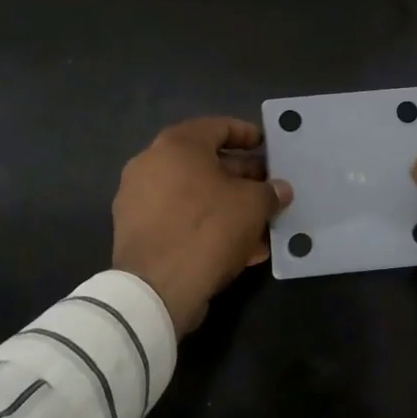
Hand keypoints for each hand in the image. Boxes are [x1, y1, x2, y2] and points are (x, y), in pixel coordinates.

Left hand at [112, 117, 293, 334]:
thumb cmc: (209, 228)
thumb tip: (280, 190)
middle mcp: (151, 164)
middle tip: (268, 189)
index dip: (248, 135)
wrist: (156, 289)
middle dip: (242, 177)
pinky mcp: (136, 233)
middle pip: (206, 163)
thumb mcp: (253, 205)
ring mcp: (139, 200)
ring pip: (195, 195)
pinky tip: (240, 249)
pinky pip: (181, 220)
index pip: (219, 127)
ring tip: (261, 225)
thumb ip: (270, 192)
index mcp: (177, 145)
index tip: (267, 147)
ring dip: (229, 206)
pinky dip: (208, 227)